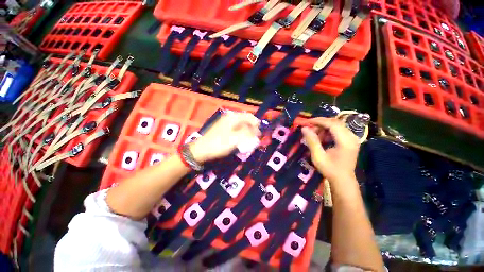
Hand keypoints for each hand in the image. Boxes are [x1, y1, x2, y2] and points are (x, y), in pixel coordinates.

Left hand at [190, 112, 260, 162]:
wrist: (202, 150)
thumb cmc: (219, 143)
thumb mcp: (236, 139)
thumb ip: (248, 133)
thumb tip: (256, 131)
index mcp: (233, 117)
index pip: (249, 116)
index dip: (256, 124)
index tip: (260, 134)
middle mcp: (230, 117)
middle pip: (245, 120)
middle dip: (251, 128)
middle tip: (255, 138)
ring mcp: (226, 123)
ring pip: (241, 125)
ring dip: (246, 132)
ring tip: (249, 140)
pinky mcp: (223, 128)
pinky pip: (236, 129)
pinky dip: (241, 134)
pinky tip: (241, 140)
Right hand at [301, 117, 360, 183]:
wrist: (343, 180)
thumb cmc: (330, 169)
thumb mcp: (318, 156)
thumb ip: (312, 141)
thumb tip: (304, 128)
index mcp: (345, 141)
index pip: (332, 124)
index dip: (319, 121)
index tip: (307, 122)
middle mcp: (352, 137)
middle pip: (335, 122)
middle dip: (320, 123)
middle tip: (309, 128)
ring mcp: (352, 138)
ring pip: (336, 125)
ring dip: (324, 128)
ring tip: (314, 135)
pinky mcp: (350, 140)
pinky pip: (338, 130)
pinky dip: (328, 131)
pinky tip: (322, 138)